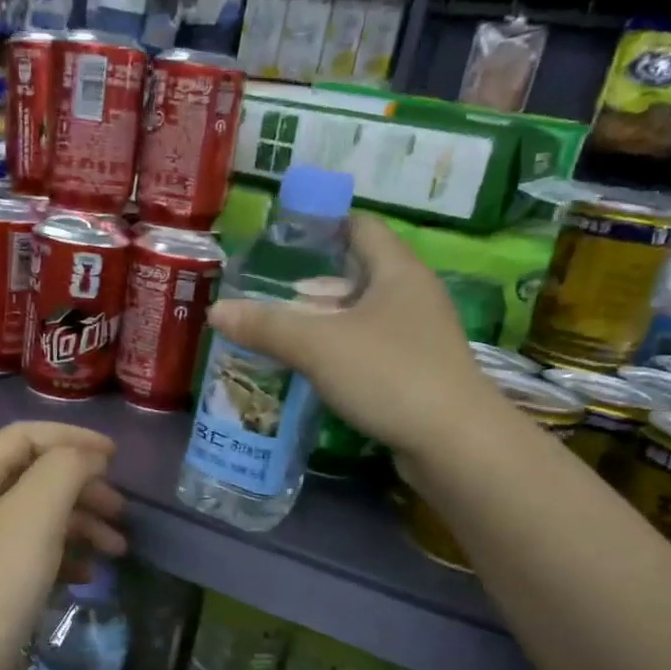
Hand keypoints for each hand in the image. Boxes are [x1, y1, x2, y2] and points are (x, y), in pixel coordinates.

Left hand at [0, 423, 126, 669]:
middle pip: (36, 478)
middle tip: (122, 510)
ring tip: (119, 549)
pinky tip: (89, 575)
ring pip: (41, 519)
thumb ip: (64, 469)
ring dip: (83, 525)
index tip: (115, 457)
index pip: (24, 436)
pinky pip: (37, 556)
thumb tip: (89, 457)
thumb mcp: (34, 513)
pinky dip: (68, 557)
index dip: (71, 437)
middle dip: (84, 487)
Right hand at [206, 214, 486, 459]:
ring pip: (362, 317)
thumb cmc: (389, 374)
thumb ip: (267, 326)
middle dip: (313, 285)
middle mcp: (413, 297)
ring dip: (324, 323)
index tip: (284, 238)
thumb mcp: (319, 346)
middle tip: (269, 295)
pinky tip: (311, 370)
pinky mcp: (416, 374)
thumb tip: (216, 311)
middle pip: (358, 275)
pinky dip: (339, 354)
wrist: (454, 443)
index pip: (361, 228)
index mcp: (398, 272)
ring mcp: (419, 337)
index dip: (324, 226)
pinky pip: (369, 351)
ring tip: (280, 333)